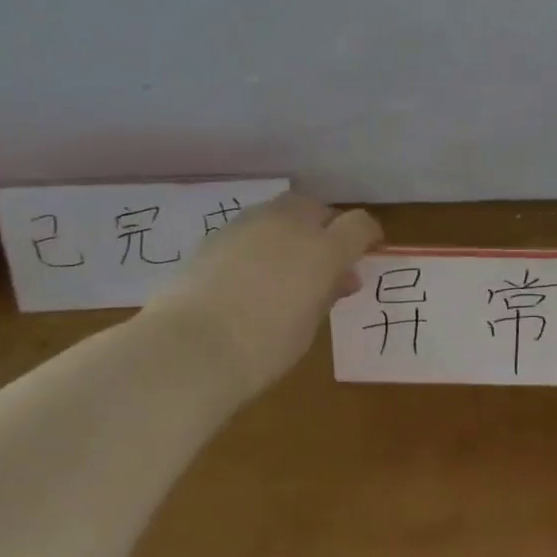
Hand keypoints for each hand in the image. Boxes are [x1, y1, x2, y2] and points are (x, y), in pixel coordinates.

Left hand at [148, 193, 381, 395]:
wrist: (190, 347)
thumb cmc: (263, 348)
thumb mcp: (307, 327)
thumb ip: (326, 294)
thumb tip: (342, 278)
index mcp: (323, 249)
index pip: (359, 225)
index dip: (367, 235)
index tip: (366, 251)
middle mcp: (290, 225)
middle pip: (317, 208)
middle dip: (325, 226)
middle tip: (321, 258)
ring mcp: (250, 224)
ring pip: (281, 211)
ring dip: (291, 229)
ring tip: (283, 263)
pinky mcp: (217, 233)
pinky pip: (251, 226)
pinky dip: (259, 239)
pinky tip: (249, 270)